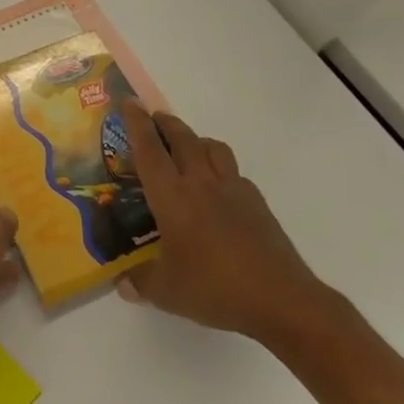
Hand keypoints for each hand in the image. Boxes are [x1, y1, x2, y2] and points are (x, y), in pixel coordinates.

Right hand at [115, 100, 332, 345]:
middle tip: (153, 118)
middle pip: (183, 138)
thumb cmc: (215, 289)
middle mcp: (201, 184)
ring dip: (196, 139)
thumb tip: (122, 283)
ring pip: (213, 148)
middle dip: (165, 123)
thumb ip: (140, 282)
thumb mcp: (166, 291)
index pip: (149, 150)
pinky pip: (234, 172)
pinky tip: (217, 187)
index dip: (136, 123)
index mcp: (172, 197)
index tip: (128, 102)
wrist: (282, 300)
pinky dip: (221, 168)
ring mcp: (234, 191)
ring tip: (186, 147)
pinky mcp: (258, 204)